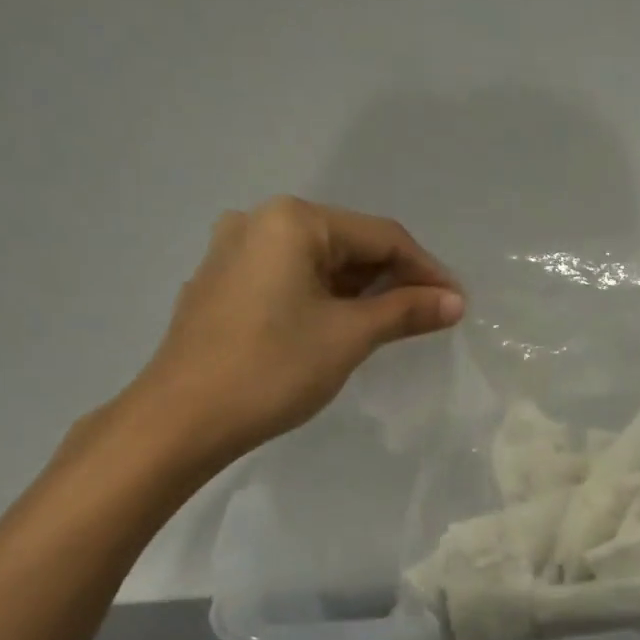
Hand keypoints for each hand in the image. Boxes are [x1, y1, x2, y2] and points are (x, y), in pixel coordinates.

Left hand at [117, 197, 462, 477]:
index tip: (457, 303)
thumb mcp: (349, 337)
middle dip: (393, 279)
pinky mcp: (222, 284)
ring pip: (318, 263)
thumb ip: (405, 312)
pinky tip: (340, 326)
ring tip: (393, 324)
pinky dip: (324, 298)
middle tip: (429, 316)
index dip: (426, 270)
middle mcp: (259, 221)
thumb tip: (454, 301)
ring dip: (360, 290)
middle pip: (348, 244)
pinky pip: (289, 279)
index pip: (381, 236)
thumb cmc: (272, 369)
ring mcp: (234, 252)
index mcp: (293, 220)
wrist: (182, 419)